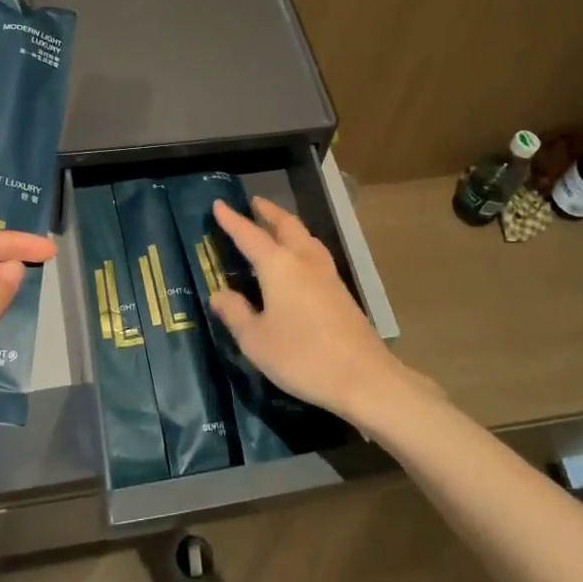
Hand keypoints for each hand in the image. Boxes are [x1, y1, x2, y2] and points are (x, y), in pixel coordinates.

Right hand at [210, 197, 440, 429]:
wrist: (363, 378)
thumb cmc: (302, 357)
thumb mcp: (256, 340)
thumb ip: (235, 313)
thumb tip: (219, 294)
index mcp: (279, 266)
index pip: (249, 235)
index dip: (232, 220)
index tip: (219, 203)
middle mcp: (304, 261)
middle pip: (287, 225)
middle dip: (269, 212)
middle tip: (255, 203)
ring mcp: (327, 275)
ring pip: (306, 237)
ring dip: (288, 226)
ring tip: (276, 226)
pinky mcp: (341, 292)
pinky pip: (315, 255)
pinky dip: (301, 245)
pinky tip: (298, 261)